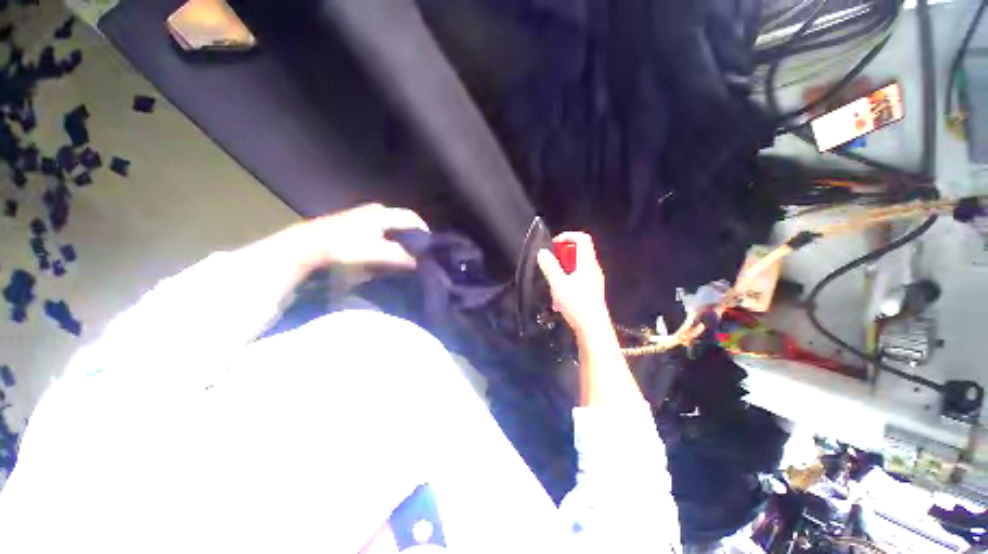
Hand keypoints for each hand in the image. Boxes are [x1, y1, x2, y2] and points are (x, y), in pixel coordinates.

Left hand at [308, 204, 428, 268]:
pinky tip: (385, 249)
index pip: (412, 218)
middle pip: (402, 221)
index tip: (430, 246)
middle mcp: (376, 210)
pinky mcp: (355, 222)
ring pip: (391, 225)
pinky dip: (388, 238)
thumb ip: (400, 256)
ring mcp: (364, 215)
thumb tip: (419, 261)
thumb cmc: (346, 246)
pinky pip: (380, 228)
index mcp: (383, 214)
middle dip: (412, 235)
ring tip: (404, 253)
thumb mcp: (376, 253)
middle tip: (419, 251)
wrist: (311, 244)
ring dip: (399, 237)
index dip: (423, 231)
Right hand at [536, 232, 611, 336]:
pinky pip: (578, 279)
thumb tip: (543, 252)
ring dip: (562, 272)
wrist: (593, 329)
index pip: (582, 238)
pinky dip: (567, 282)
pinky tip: (559, 299)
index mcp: (587, 263)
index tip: (553, 246)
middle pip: (578, 252)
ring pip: (576, 267)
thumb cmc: (576, 304)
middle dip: (561, 257)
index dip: (567, 236)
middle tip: (550, 267)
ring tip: (552, 286)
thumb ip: (549, 266)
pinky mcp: (592, 291)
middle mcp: (593, 269)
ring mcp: (594, 280)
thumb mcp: (558, 284)